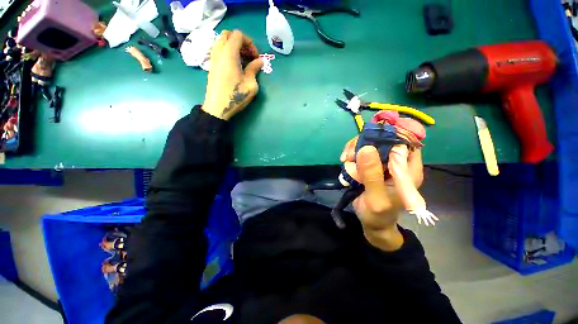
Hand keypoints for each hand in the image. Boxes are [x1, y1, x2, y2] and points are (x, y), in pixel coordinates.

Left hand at [202, 30, 263, 119]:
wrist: (218, 107)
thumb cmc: (235, 96)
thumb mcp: (250, 85)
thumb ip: (254, 69)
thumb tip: (259, 61)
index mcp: (229, 54)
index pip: (238, 35)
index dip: (250, 43)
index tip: (255, 57)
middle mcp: (219, 52)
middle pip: (228, 34)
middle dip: (241, 42)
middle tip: (249, 56)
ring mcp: (213, 58)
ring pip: (222, 41)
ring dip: (233, 46)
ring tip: (243, 61)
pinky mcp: (212, 65)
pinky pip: (219, 50)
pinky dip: (228, 52)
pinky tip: (235, 66)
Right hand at [340, 136, 423, 249]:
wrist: (372, 223)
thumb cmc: (378, 215)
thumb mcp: (376, 199)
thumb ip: (372, 176)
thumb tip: (366, 148)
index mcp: (407, 171)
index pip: (405, 142)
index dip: (388, 136)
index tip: (368, 141)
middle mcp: (396, 163)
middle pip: (383, 140)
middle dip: (365, 144)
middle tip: (350, 155)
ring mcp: (381, 163)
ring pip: (369, 144)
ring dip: (355, 149)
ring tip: (345, 160)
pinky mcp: (369, 165)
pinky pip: (359, 152)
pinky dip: (351, 154)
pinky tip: (344, 161)